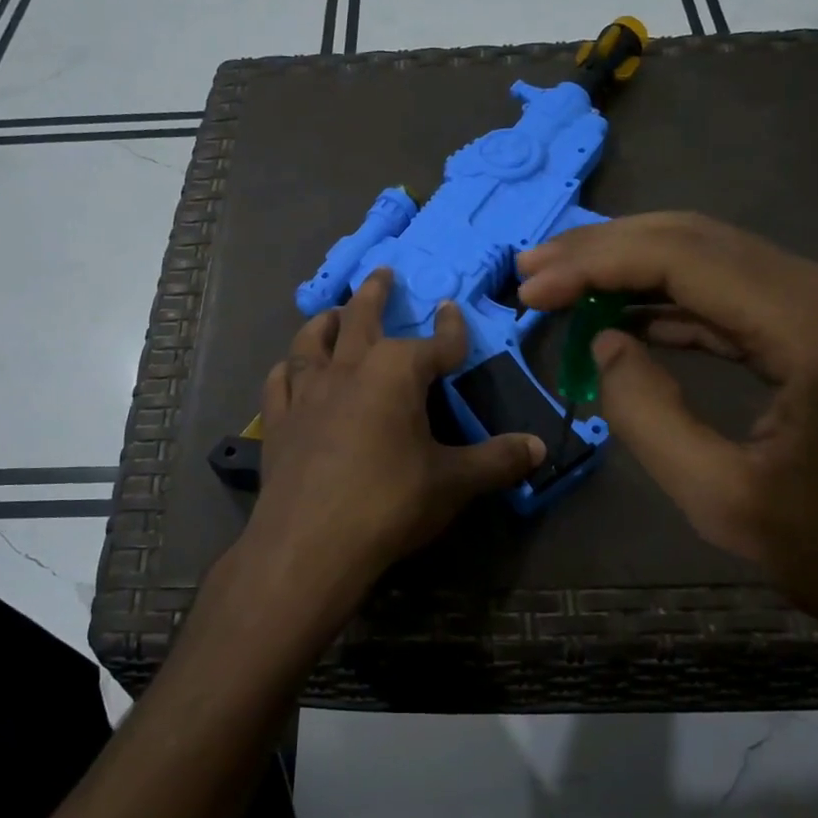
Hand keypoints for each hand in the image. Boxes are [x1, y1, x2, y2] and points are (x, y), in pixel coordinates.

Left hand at [201, 270, 544, 661]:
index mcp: (396, 373)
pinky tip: (290, 369)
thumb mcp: (453, 482)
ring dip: (326, 321)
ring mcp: (307, 393)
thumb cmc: (389, 503)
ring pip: (313, 341)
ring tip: (334, 312)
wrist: (310, 544)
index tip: (456, 313)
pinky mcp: (279, 421)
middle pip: (363, 318)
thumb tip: (539, 447)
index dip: (451, 329)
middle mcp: (349, 369)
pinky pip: (281, 381)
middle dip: (377, 294)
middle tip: (383, 273)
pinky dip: (289, 368)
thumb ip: (496, 460)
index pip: (434, 343)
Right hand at [517, 213, 817, 667]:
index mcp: (811, 325)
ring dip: (632, 267)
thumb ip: (646, 412)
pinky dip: (670, 299)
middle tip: (533, 270)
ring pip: (710, 257)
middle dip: (604, 250)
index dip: (595, 264)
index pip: (682, 258)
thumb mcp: (719, 498)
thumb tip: (604, 343)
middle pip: (694, 238)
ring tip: (562, 285)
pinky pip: (731, 294)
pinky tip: (625, 316)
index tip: (531, 288)